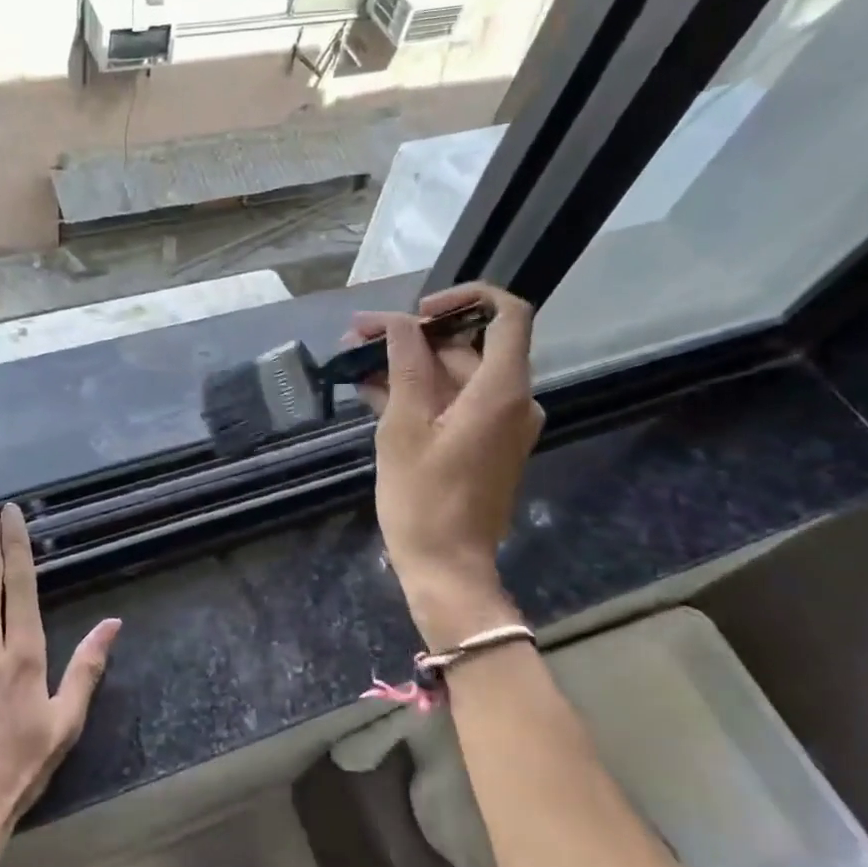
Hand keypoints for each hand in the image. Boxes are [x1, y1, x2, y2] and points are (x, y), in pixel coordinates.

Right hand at [348, 283, 543, 647]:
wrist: (446, 569)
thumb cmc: (423, 499)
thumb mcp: (404, 426)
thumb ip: (405, 365)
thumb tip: (399, 322)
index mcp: (502, 390)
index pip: (507, 314)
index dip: (465, 297)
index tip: (418, 311)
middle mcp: (512, 400)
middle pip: (467, 346)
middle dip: (411, 337)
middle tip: (358, 338)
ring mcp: (499, 424)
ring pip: (454, 376)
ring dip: (407, 366)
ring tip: (355, 364)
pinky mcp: (484, 443)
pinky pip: (454, 403)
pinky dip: (419, 394)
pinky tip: (372, 391)